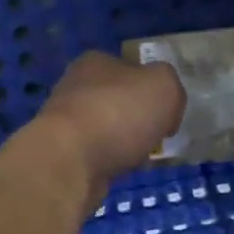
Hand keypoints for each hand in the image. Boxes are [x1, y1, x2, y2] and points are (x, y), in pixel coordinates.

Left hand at [34, 51, 185, 195]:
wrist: (70, 161)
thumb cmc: (119, 112)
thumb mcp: (164, 86)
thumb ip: (171, 86)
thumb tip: (165, 107)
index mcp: (96, 62)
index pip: (131, 68)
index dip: (153, 88)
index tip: (167, 111)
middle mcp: (75, 86)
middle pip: (118, 100)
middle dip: (139, 118)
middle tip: (158, 136)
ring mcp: (65, 121)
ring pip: (108, 129)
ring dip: (125, 143)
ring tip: (143, 158)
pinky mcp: (62, 153)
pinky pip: (97, 155)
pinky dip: (111, 162)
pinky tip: (123, 171)